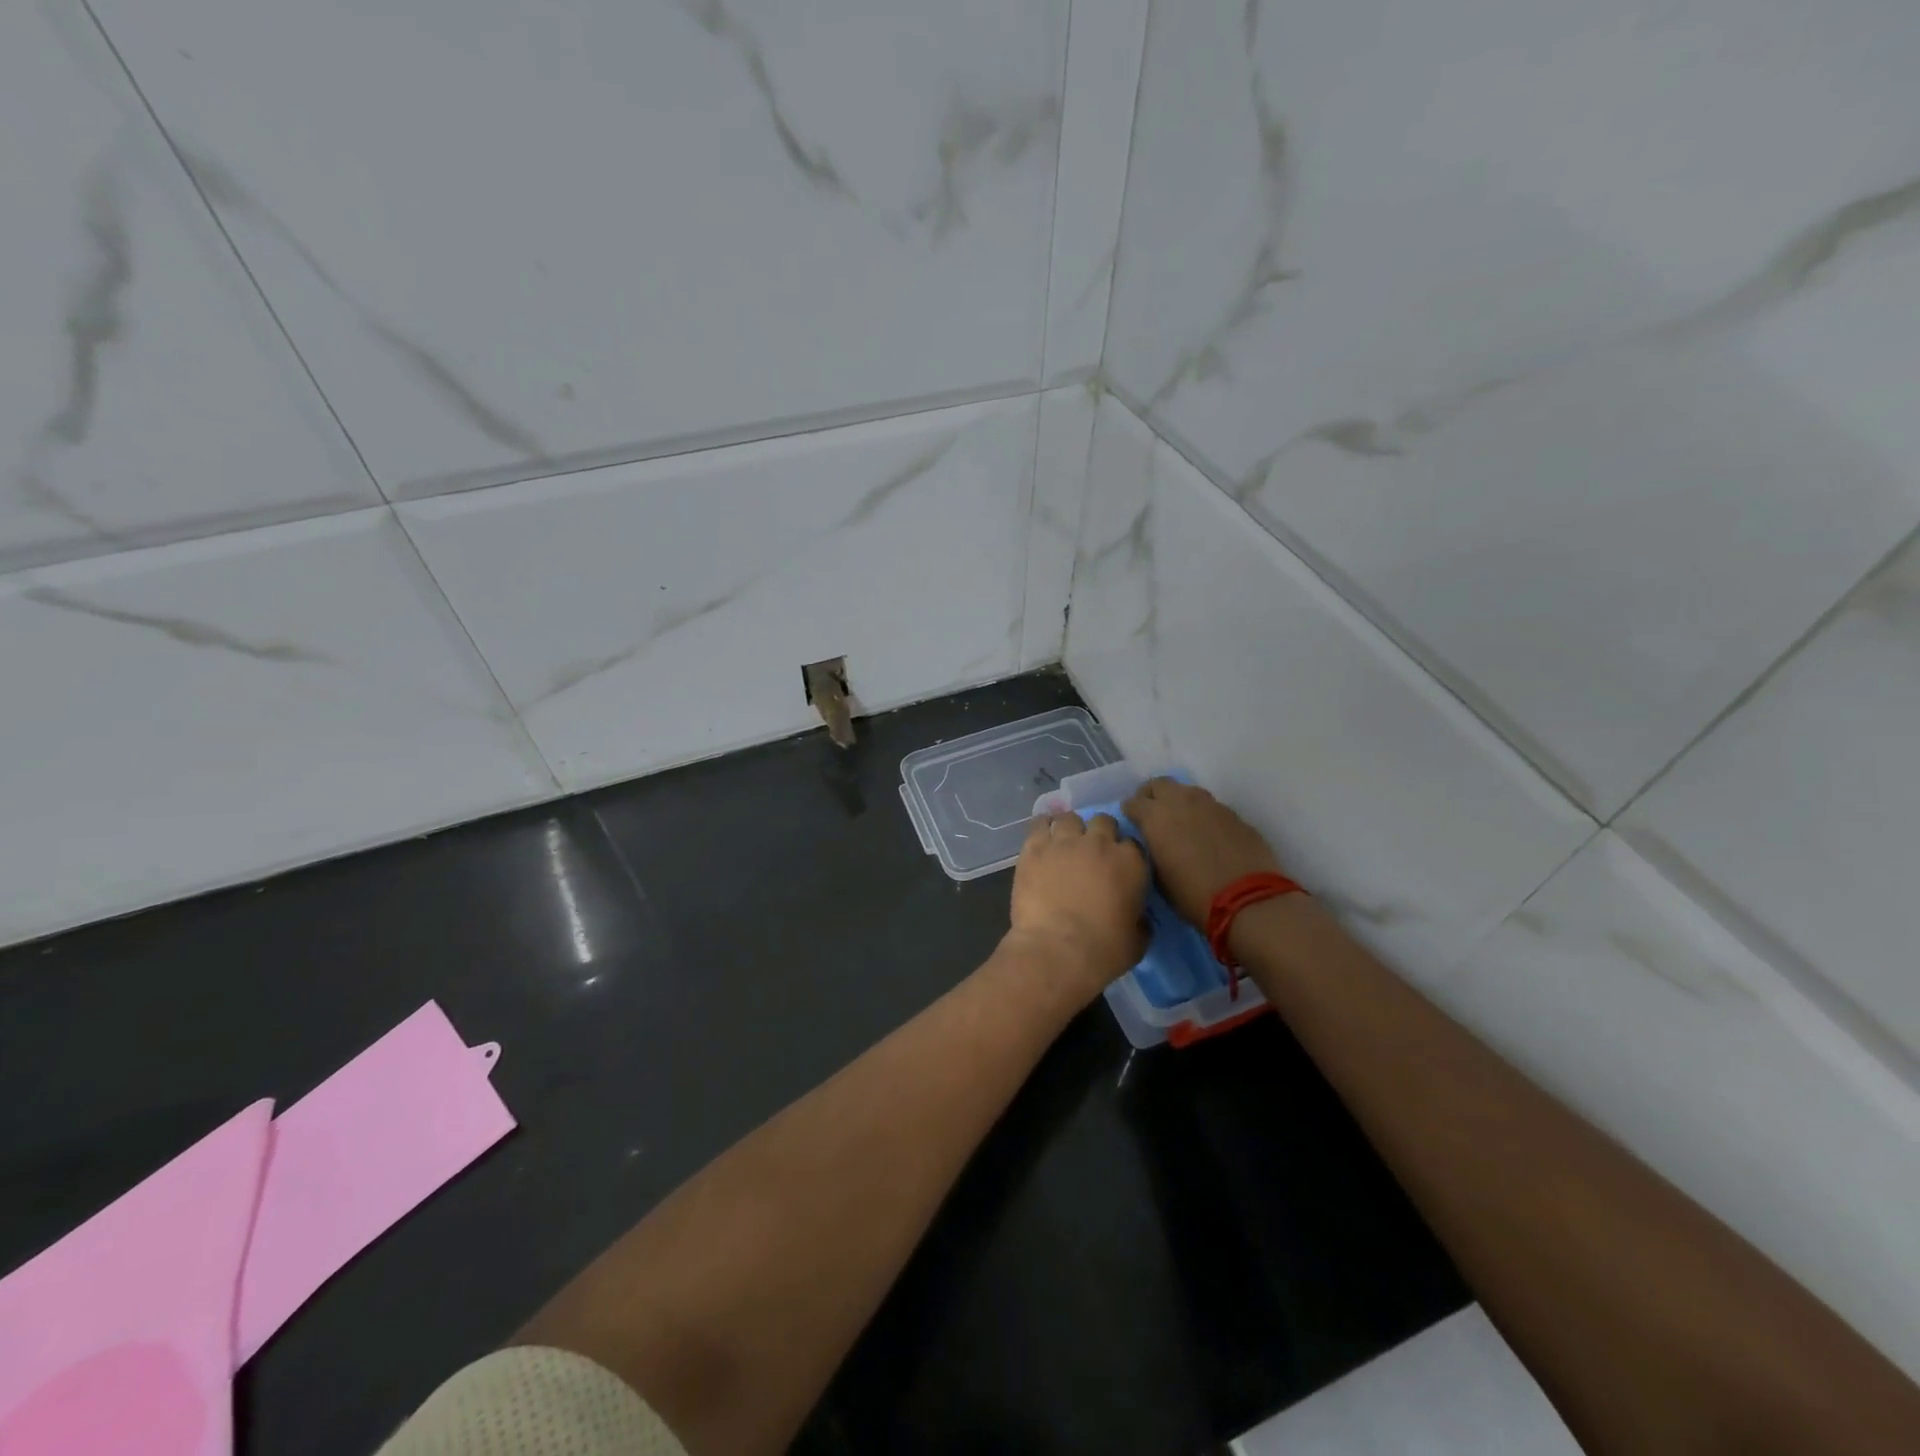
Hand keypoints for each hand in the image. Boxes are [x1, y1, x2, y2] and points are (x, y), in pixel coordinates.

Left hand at [1003, 813, 1148, 1006]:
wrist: (1056, 951)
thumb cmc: (1103, 951)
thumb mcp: (1138, 941)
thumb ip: (1140, 920)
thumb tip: (1138, 917)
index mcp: (1130, 862)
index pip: (1132, 844)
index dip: (1124, 855)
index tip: (1117, 868)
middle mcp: (1099, 842)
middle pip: (1103, 822)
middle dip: (1099, 834)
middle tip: (1091, 855)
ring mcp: (1065, 841)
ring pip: (1070, 818)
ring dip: (1070, 830)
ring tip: (1063, 846)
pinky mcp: (1035, 847)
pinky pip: (1039, 823)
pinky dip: (1042, 828)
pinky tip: (1041, 839)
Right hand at [1123, 778, 1282, 926]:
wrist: (1248, 900)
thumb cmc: (1193, 895)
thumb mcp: (1158, 879)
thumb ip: (1151, 852)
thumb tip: (1153, 844)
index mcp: (1155, 818)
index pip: (1132, 802)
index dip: (1130, 813)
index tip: (1133, 825)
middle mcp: (1180, 802)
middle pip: (1159, 785)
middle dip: (1152, 796)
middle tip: (1153, 814)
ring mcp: (1210, 805)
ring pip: (1187, 791)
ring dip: (1179, 802)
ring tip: (1182, 822)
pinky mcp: (1234, 815)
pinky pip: (1211, 807)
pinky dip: (1204, 815)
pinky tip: (1208, 834)